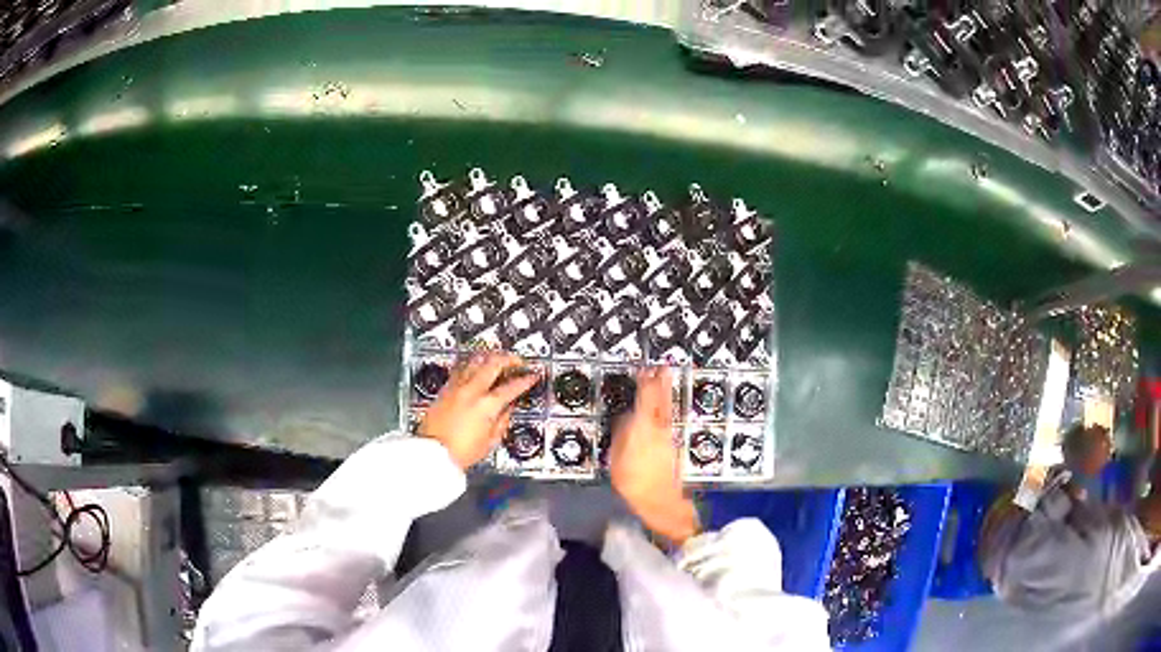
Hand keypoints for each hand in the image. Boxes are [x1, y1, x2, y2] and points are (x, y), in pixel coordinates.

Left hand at [419, 352, 539, 469]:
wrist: (433, 452)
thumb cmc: (460, 452)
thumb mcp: (490, 441)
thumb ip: (502, 421)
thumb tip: (508, 409)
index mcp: (487, 405)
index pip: (512, 386)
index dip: (525, 380)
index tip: (532, 376)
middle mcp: (472, 391)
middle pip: (493, 363)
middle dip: (509, 359)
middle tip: (517, 361)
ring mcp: (457, 387)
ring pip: (475, 361)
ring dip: (489, 357)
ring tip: (497, 358)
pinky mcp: (445, 389)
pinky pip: (461, 368)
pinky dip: (471, 364)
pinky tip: (474, 366)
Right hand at [610, 367, 699, 545]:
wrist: (661, 501)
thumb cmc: (634, 482)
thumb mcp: (617, 458)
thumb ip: (622, 434)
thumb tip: (626, 418)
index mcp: (643, 427)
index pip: (645, 398)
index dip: (645, 383)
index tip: (645, 370)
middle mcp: (659, 428)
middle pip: (660, 400)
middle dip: (660, 383)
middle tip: (661, 367)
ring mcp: (668, 437)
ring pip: (666, 408)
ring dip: (665, 393)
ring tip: (664, 379)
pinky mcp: (672, 446)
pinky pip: (667, 419)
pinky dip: (665, 408)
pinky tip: (663, 407)